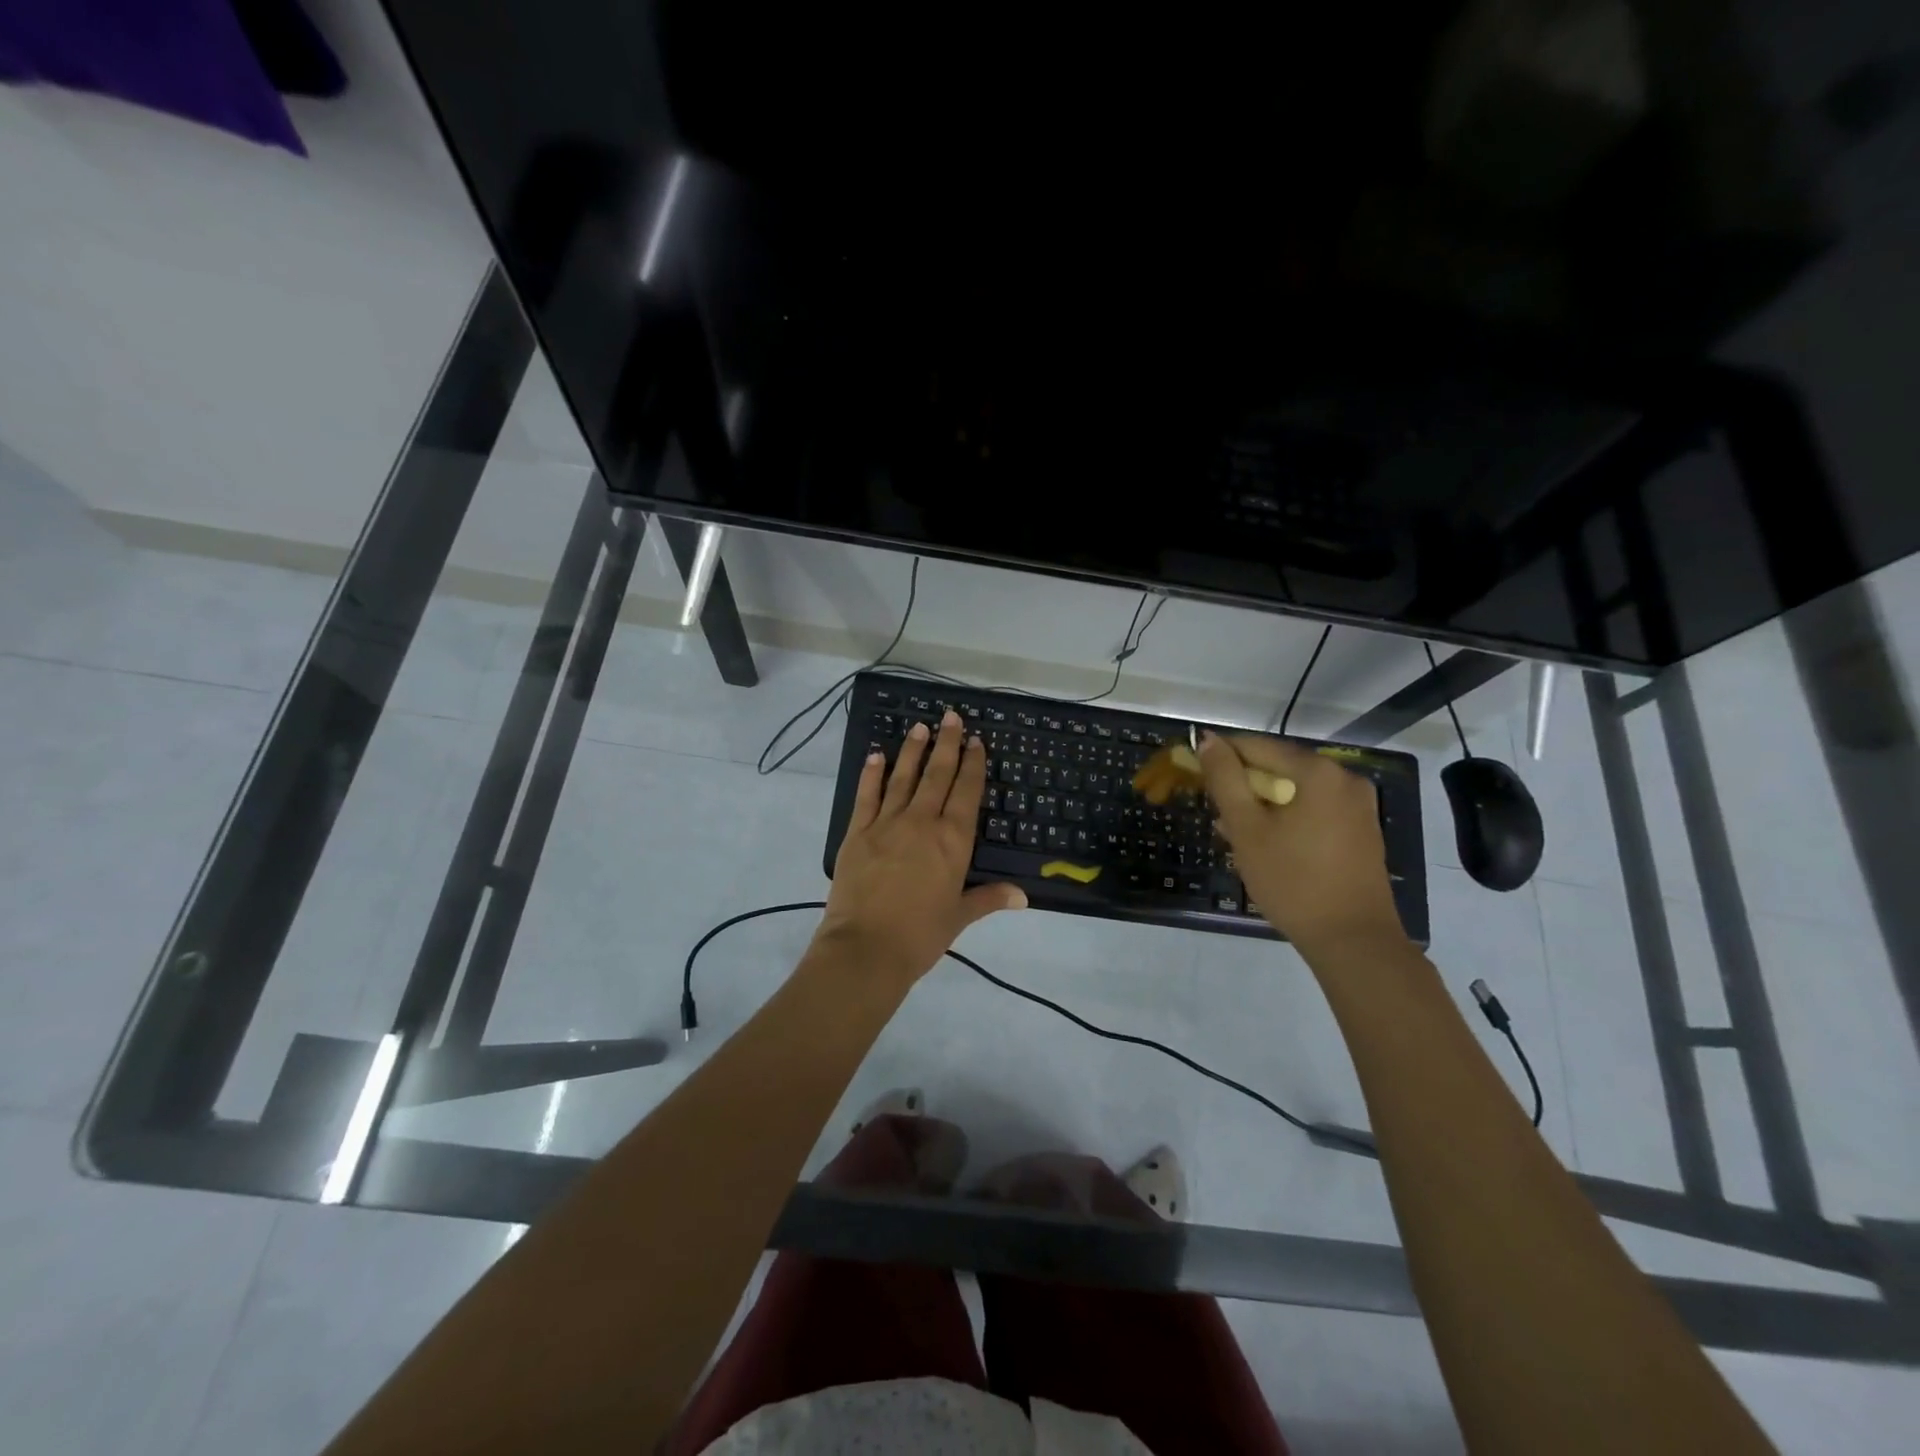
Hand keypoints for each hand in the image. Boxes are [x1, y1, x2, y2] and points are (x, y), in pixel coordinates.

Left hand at [819, 710, 1026, 985]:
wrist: (865, 949)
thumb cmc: (920, 936)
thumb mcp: (959, 917)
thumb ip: (988, 898)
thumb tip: (1023, 896)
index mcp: (952, 841)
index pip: (967, 792)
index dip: (973, 764)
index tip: (976, 741)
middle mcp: (922, 822)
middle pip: (937, 775)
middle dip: (947, 744)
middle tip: (951, 717)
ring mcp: (886, 824)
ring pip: (903, 777)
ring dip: (912, 750)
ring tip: (920, 727)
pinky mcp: (857, 832)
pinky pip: (866, 795)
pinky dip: (872, 773)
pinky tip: (876, 755)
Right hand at [1197, 731, 1403, 957]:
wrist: (1352, 939)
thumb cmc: (1292, 880)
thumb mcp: (1247, 828)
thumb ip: (1225, 779)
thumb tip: (1209, 740)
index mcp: (1318, 771)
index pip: (1257, 746)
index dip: (1222, 756)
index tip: (1194, 772)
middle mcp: (1345, 778)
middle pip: (1279, 767)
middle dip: (1244, 785)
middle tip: (1215, 812)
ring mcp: (1358, 805)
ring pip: (1296, 790)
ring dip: (1263, 804)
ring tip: (1234, 832)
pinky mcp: (1361, 829)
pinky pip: (1315, 808)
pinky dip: (1287, 817)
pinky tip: (1266, 843)